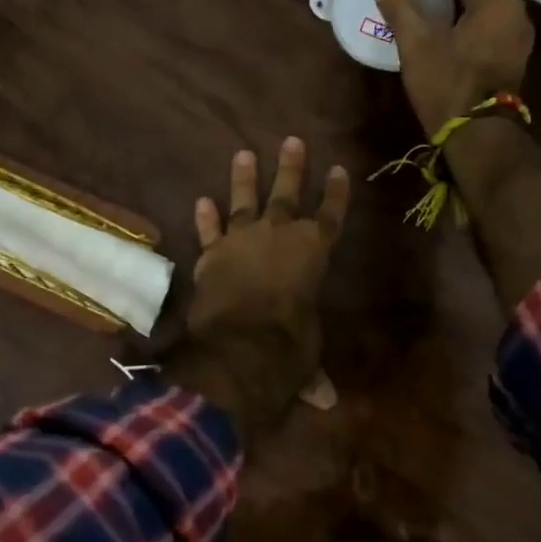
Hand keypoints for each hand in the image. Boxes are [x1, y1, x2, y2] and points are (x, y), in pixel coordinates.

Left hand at [173, 138, 349, 443]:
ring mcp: (241, 241)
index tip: (339, 169)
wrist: (239, 347)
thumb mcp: (306, 354)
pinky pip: (208, 231)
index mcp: (313, 253)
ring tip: (242, 153)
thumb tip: (325, 401)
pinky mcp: (211, 254)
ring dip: (243, 179)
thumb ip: (312, 371)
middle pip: (288, 195)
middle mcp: (279, 237)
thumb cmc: (288, 347)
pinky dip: (204, 218)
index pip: (330, 216)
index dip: (336, 193)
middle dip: (291, 168)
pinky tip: (200, 200)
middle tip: (292, 140)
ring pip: (244, 201)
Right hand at [373, 0, 534, 135]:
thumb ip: (400, 8)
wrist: (477, 135)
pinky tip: (439, 21)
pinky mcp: (510, 52)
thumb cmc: (447, 84)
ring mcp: (516, 32)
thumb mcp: (417, 43)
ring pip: (478, 2)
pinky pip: (483, 20)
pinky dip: (461, 15)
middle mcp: (513, 8)